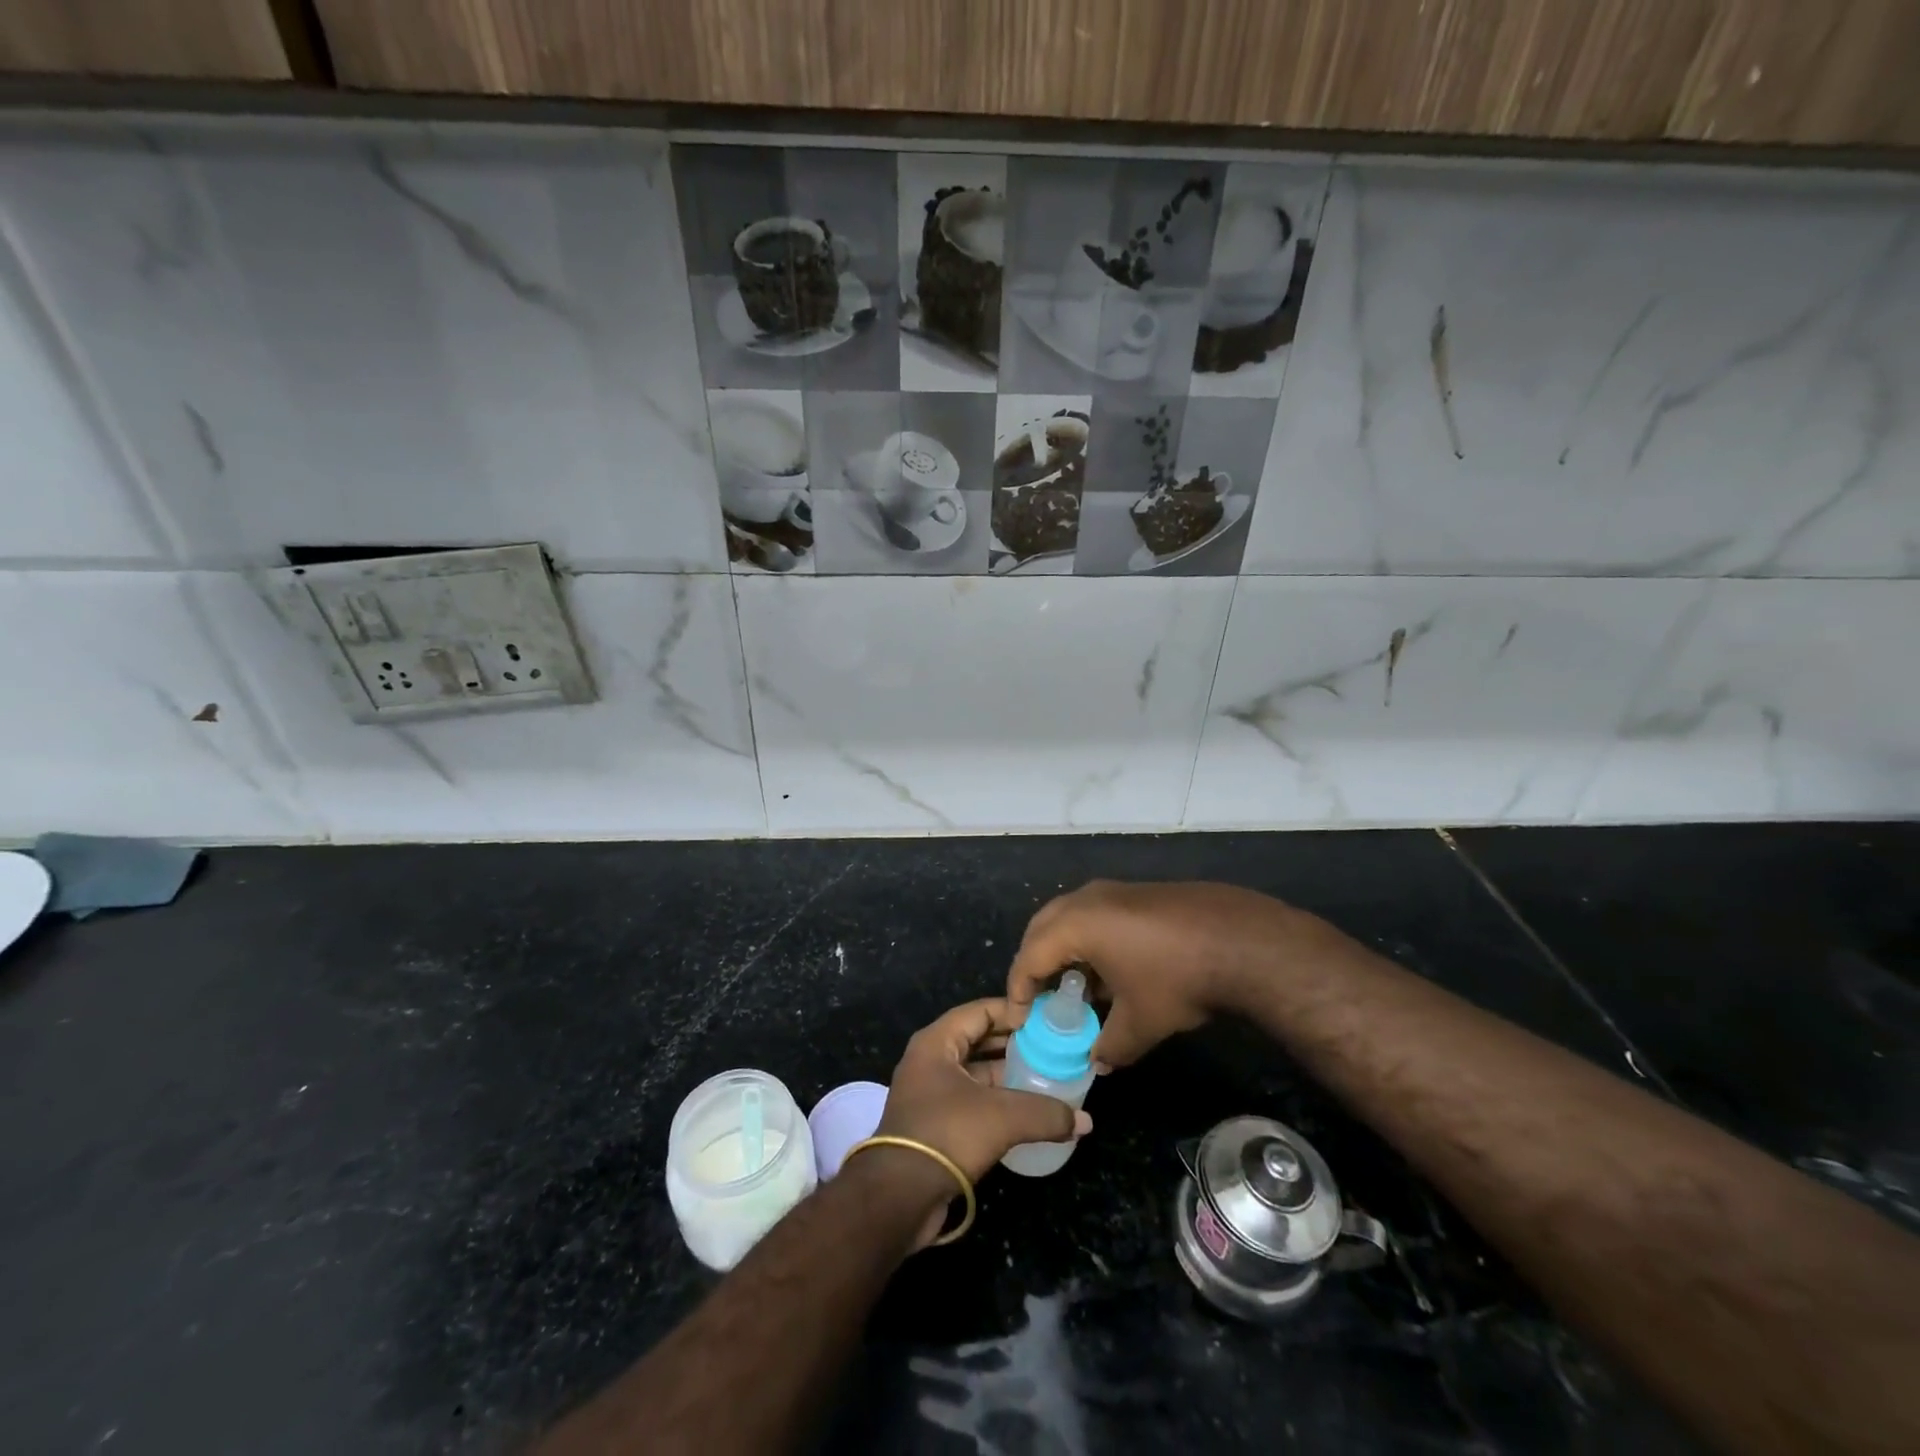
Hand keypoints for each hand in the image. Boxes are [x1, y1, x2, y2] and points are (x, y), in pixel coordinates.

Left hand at [871, 999, 1093, 1242]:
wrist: (898, 1196)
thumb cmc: (947, 1135)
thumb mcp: (1002, 1118)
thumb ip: (1045, 1113)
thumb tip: (1084, 1121)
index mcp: (937, 1042)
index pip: (980, 1011)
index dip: (1014, 1011)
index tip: (1047, 1021)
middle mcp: (930, 1060)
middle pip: (977, 1039)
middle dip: (1013, 1043)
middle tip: (1051, 1048)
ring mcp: (929, 1093)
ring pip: (975, 1073)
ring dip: (1006, 1074)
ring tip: (1045, 1077)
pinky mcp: (934, 1124)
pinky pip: (971, 1100)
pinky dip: (996, 1101)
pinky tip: (1025, 1113)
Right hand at [1008, 880, 1337, 1069]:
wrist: (1242, 940)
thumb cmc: (1179, 980)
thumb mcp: (1141, 1024)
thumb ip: (1110, 1046)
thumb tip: (1098, 1062)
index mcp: (1076, 925)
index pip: (1030, 956)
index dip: (1020, 989)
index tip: (1021, 1018)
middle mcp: (1087, 898)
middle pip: (1042, 928)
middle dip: (1035, 962)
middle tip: (1039, 996)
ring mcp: (1115, 890)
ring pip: (1070, 916)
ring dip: (1064, 949)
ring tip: (1075, 986)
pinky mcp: (1139, 892)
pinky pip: (1096, 912)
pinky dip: (1089, 938)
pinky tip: (1111, 968)